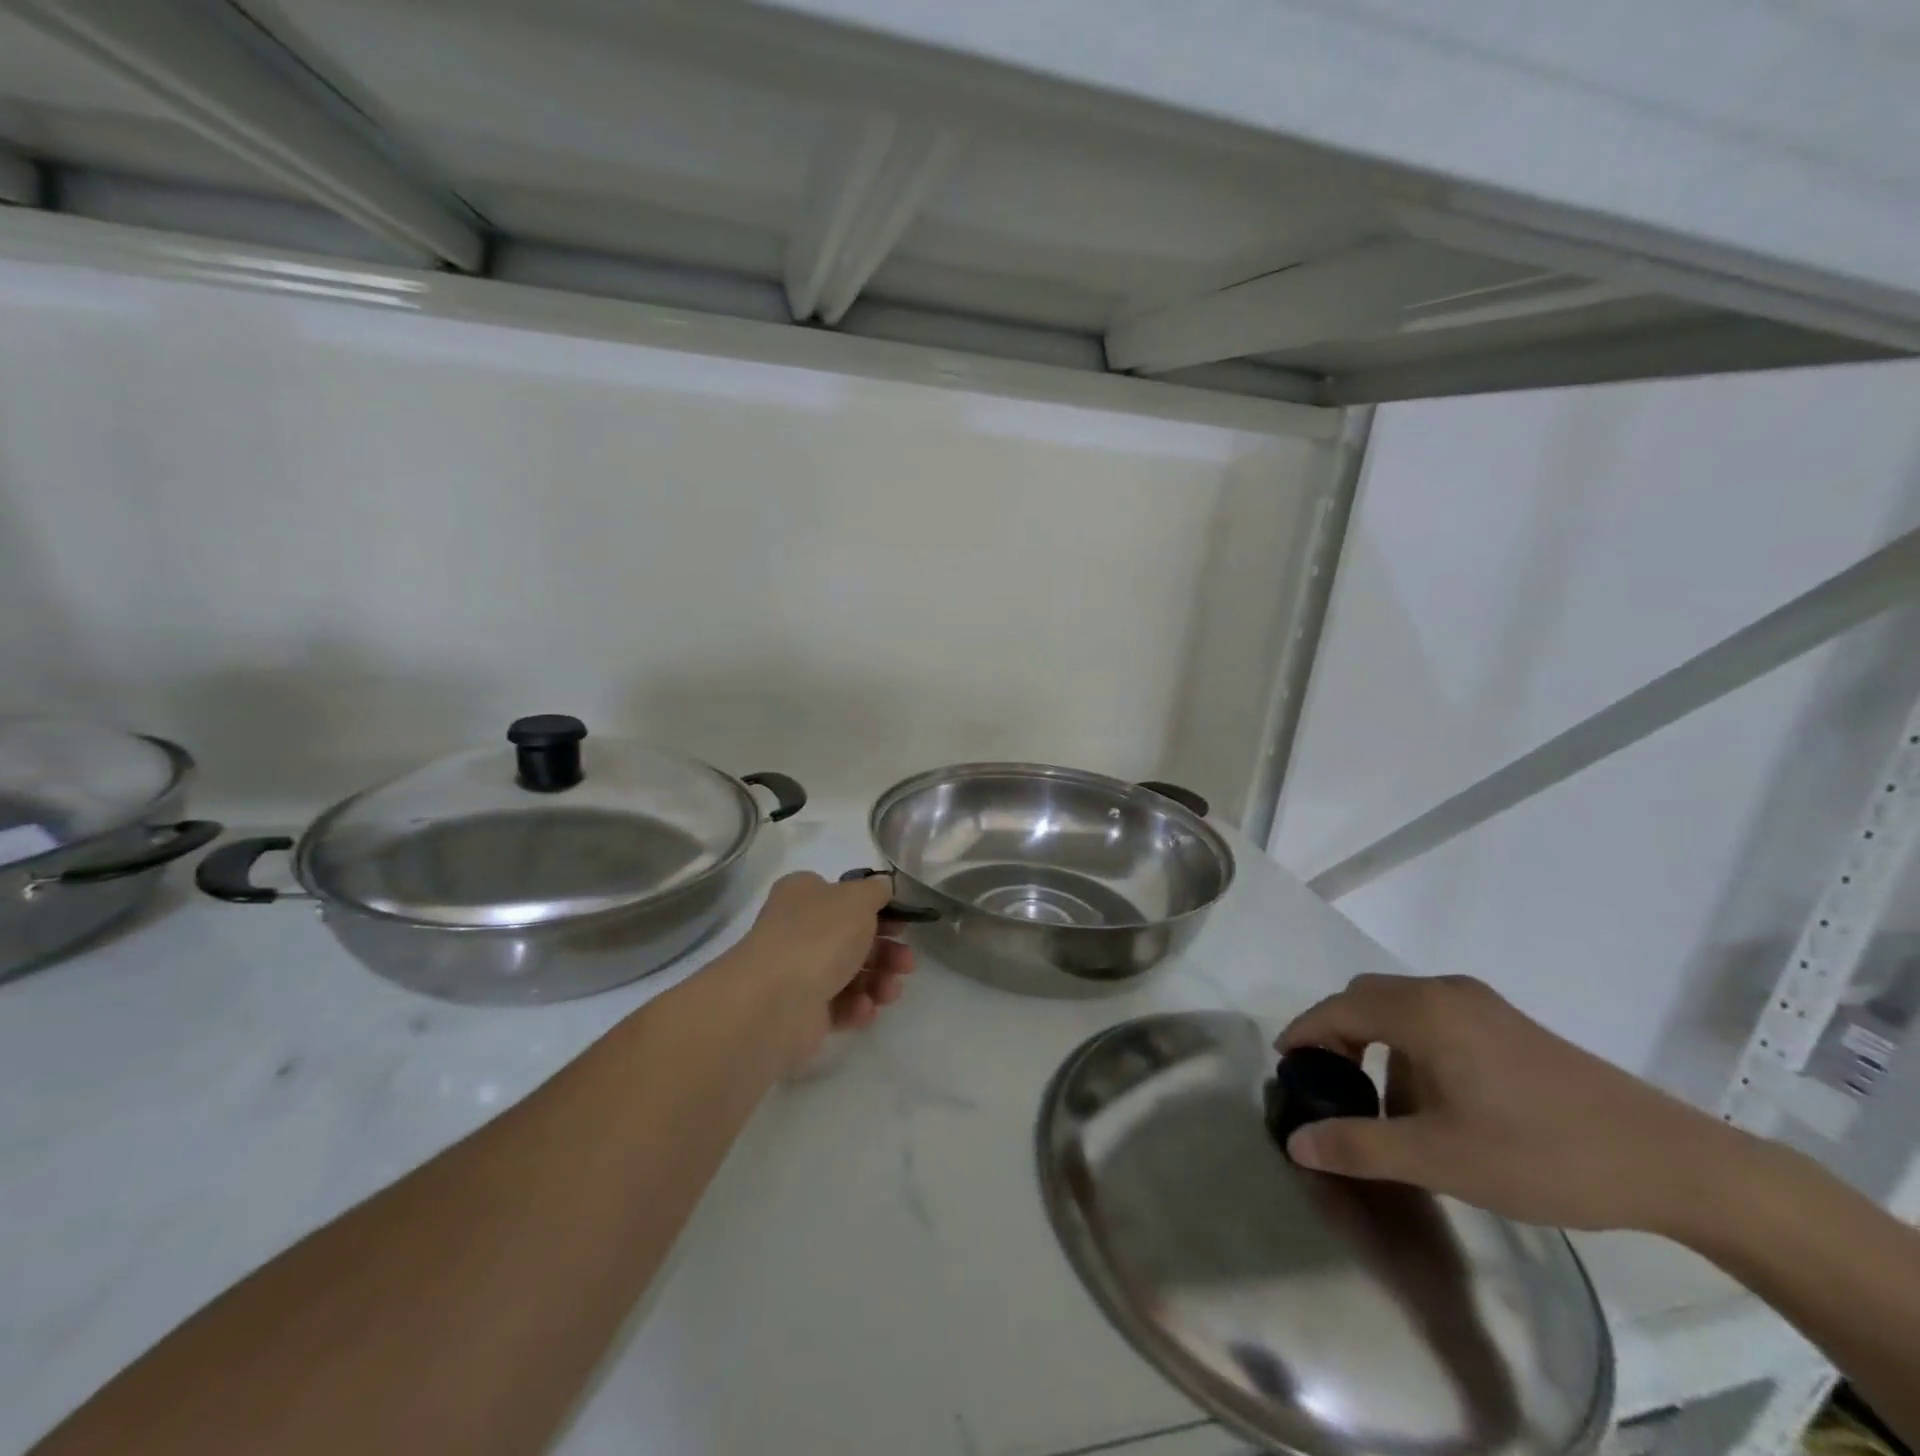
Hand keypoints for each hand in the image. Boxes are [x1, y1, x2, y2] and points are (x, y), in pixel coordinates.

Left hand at [731, 871, 916, 1067]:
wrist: (774, 1002)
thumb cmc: (819, 937)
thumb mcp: (858, 899)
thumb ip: (876, 890)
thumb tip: (882, 887)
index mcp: (804, 895)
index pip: (844, 896)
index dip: (878, 909)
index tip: (903, 924)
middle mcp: (798, 930)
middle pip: (852, 938)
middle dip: (886, 951)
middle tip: (907, 963)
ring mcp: (798, 971)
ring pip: (850, 973)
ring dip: (878, 981)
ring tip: (889, 992)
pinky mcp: (801, 1011)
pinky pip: (838, 1005)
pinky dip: (856, 1007)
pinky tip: (863, 1009)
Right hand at [1276, 973, 1746, 1235]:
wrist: (1674, 1164)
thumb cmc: (1543, 1154)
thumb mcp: (1441, 1159)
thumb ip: (1360, 1146)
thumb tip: (1297, 1143)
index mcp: (1423, 1012)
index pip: (1338, 1008)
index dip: (1304, 1033)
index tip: (1286, 1067)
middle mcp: (1445, 992)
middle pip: (1365, 998)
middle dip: (1337, 1035)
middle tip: (1329, 1085)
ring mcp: (1482, 1005)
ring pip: (1401, 1007)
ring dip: (1377, 1043)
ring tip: (1385, 1104)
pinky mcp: (1509, 1024)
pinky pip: (1435, 1019)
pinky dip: (1412, 1046)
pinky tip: (1436, 1101)